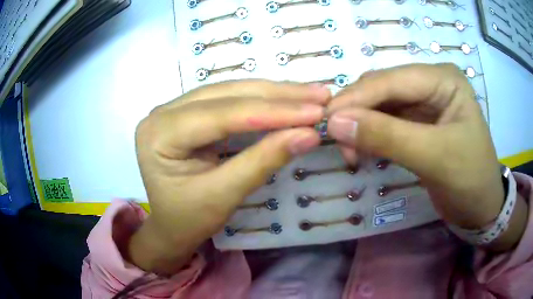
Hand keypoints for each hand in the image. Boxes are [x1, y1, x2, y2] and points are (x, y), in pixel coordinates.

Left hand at [129, 80, 329, 273]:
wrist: (168, 228)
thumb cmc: (187, 220)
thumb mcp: (223, 196)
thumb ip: (263, 161)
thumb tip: (309, 135)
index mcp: (160, 134)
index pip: (223, 114)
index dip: (273, 111)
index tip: (316, 111)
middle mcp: (163, 112)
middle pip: (227, 94)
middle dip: (278, 96)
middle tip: (320, 95)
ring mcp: (174, 109)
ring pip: (230, 92)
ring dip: (273, 93)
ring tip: (310, 94)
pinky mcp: (188, 113)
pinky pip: (227, 100)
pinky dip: (260, 101)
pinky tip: (284, 98)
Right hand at [326, 64, 526, 249]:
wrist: (480, 207)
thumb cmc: (470, 179)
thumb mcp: (434, 157)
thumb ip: (387, 137)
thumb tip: (336, 122)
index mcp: (443, 79)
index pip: (392, 79)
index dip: (358, 97)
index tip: (326, 120)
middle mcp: (430, 83)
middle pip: (382, 88)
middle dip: (357, 112)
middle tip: (337, 141)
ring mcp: (423, 102)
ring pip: (379, 105)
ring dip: (360, 124)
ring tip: (349, 151)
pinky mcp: (416, 123)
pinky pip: (384, 121)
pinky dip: (369, 134)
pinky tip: (360, 150)